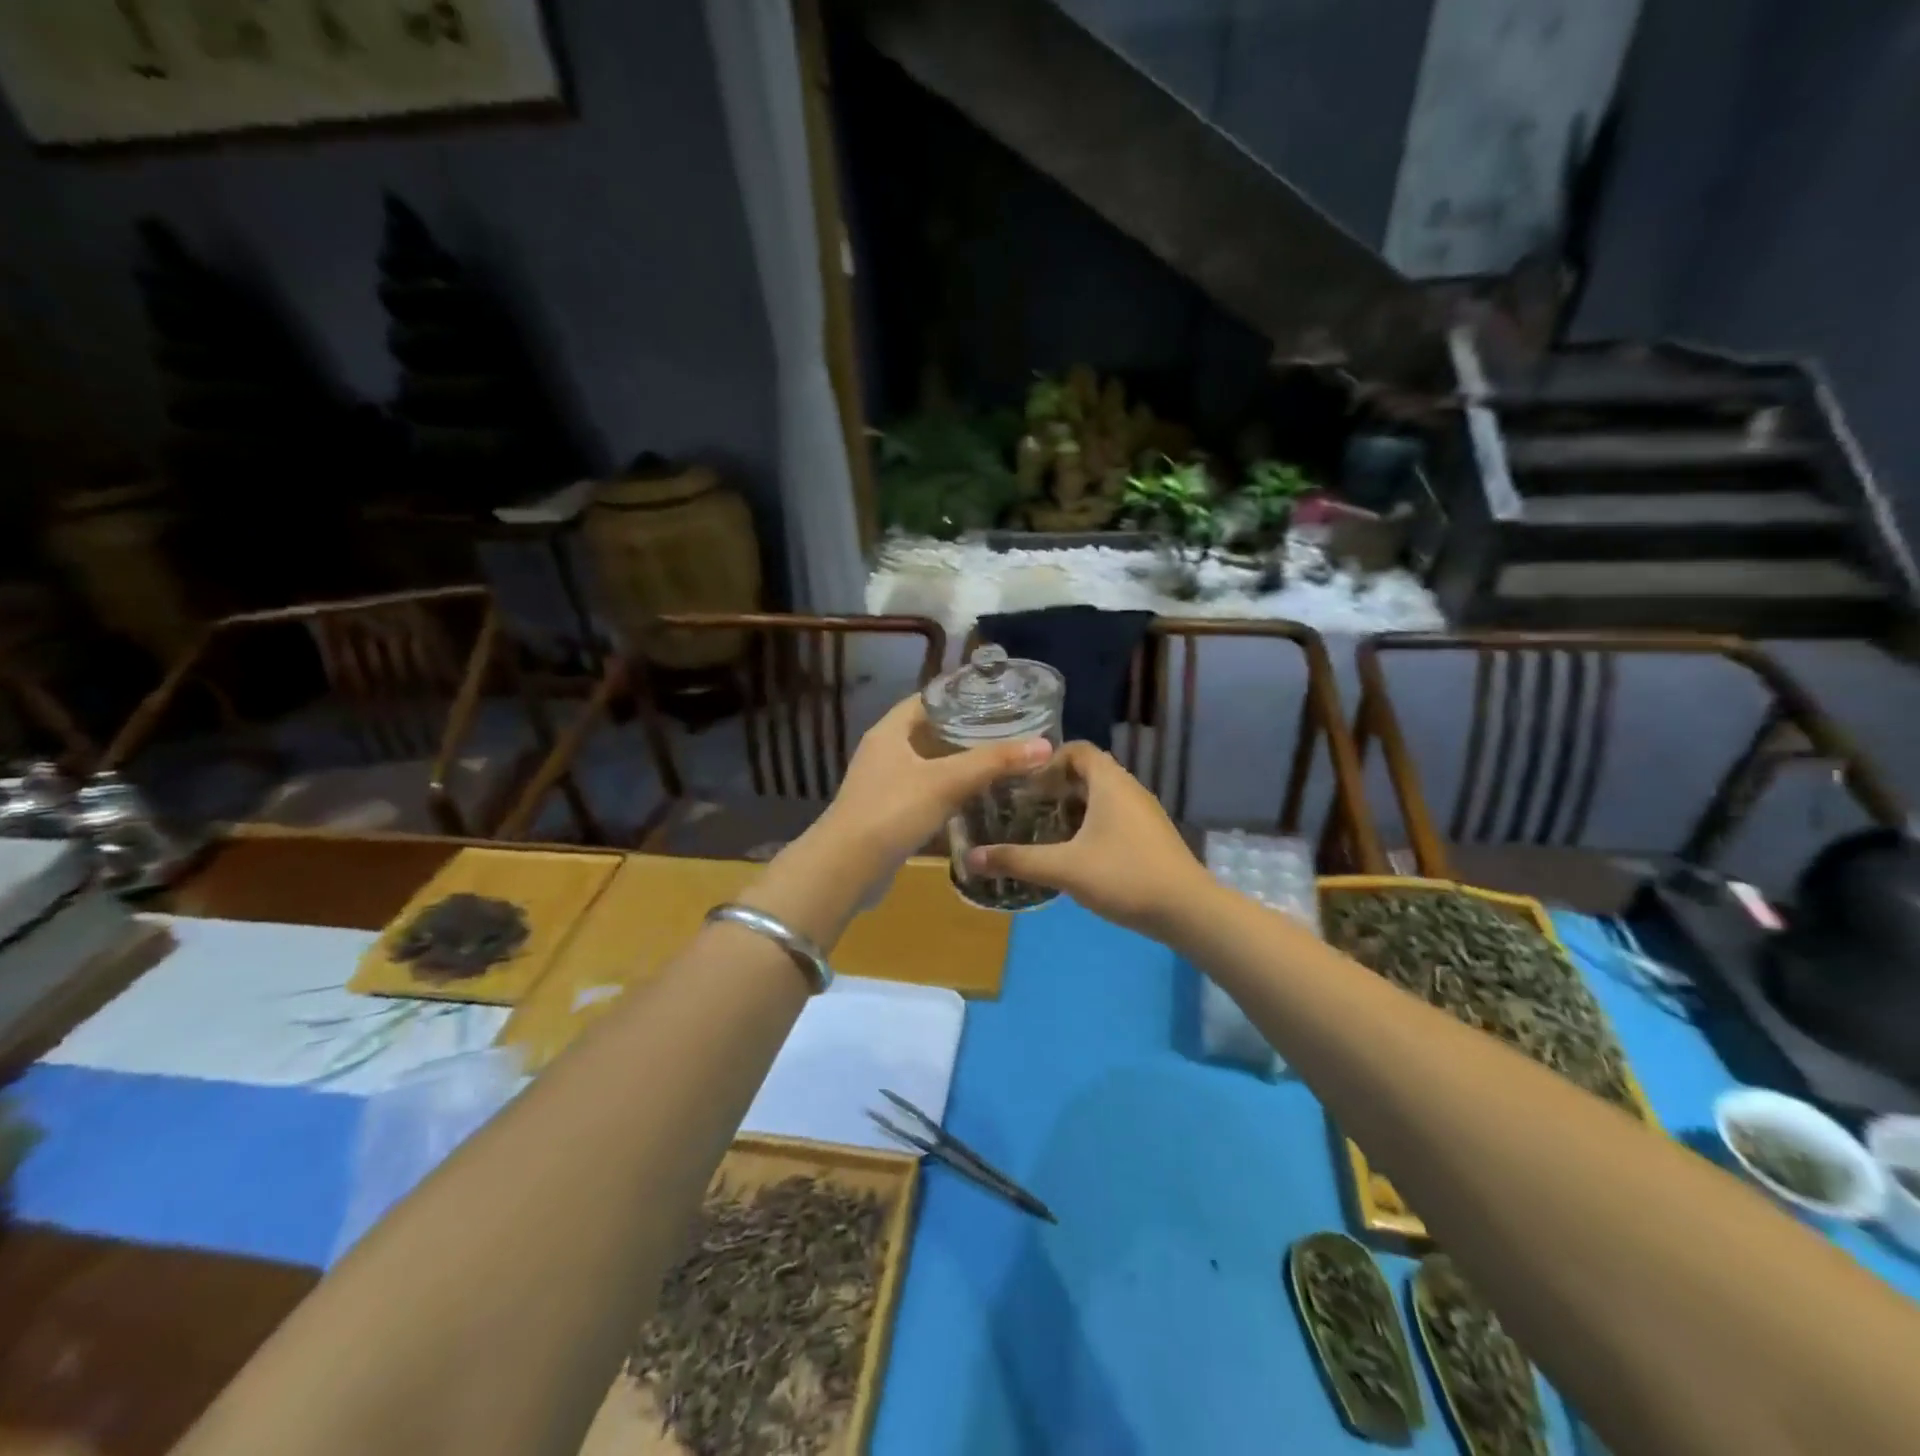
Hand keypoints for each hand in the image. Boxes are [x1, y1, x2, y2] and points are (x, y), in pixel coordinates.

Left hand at [820, 695, 1051, 872]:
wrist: (847, 868)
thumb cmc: (893, 811)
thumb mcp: (947, 782)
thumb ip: (993, 762)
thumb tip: (1044, 744)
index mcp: (890, 731)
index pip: (928, 700)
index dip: (960, 697)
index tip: (997, 700)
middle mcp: (883, 751)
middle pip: (929, 731)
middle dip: (965, 731)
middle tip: (1006, 732)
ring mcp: (882, 783)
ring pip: (927, 764)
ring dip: (956, 763)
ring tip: (997, 762)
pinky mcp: (887, 812)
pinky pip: (923, 792)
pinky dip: (946, 791)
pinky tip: (973, 799)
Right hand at [965, 742, 1213, 937]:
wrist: (1188, 910)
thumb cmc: (1124, 876)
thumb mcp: (1065, 868)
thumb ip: (1018, 860)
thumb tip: (971, 857)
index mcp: (1110, 782)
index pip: (1077, 750)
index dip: (1048, 761)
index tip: (1024, 784)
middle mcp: (1129, 789)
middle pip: (1088, 773)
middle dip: (1056, 787)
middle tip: (1027, 808)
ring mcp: (1144, 813)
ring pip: (1102, 797)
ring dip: (1074, 808)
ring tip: (1045, 831)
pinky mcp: (1151, 836)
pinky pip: (1115, 816)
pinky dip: (1092, 824)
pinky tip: (1077, 853)